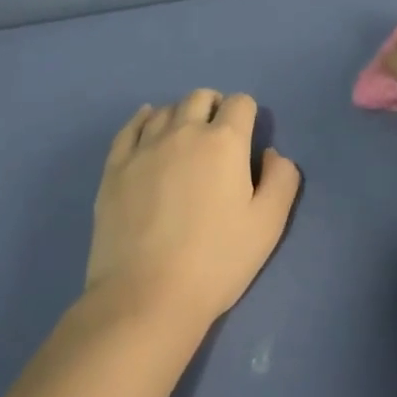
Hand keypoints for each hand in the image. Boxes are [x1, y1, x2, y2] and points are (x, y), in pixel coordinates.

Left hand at [85, 91, 300, 326]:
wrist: (146, 298)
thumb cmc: (216, 261)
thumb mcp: (268, 224)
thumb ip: (282, 178)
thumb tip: (271, 153)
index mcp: (225, 142)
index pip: (241, 103)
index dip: (248, 116)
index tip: (246, 141)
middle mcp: (184, 132)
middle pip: (201, 97)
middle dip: (214, 107)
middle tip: (218, 139)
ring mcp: (144, 148)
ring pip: (166, 110)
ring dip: (181, 116)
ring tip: (184, 141)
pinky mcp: (115, 168)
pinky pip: (130, 128)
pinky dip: (143, 120)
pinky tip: (147, 125)